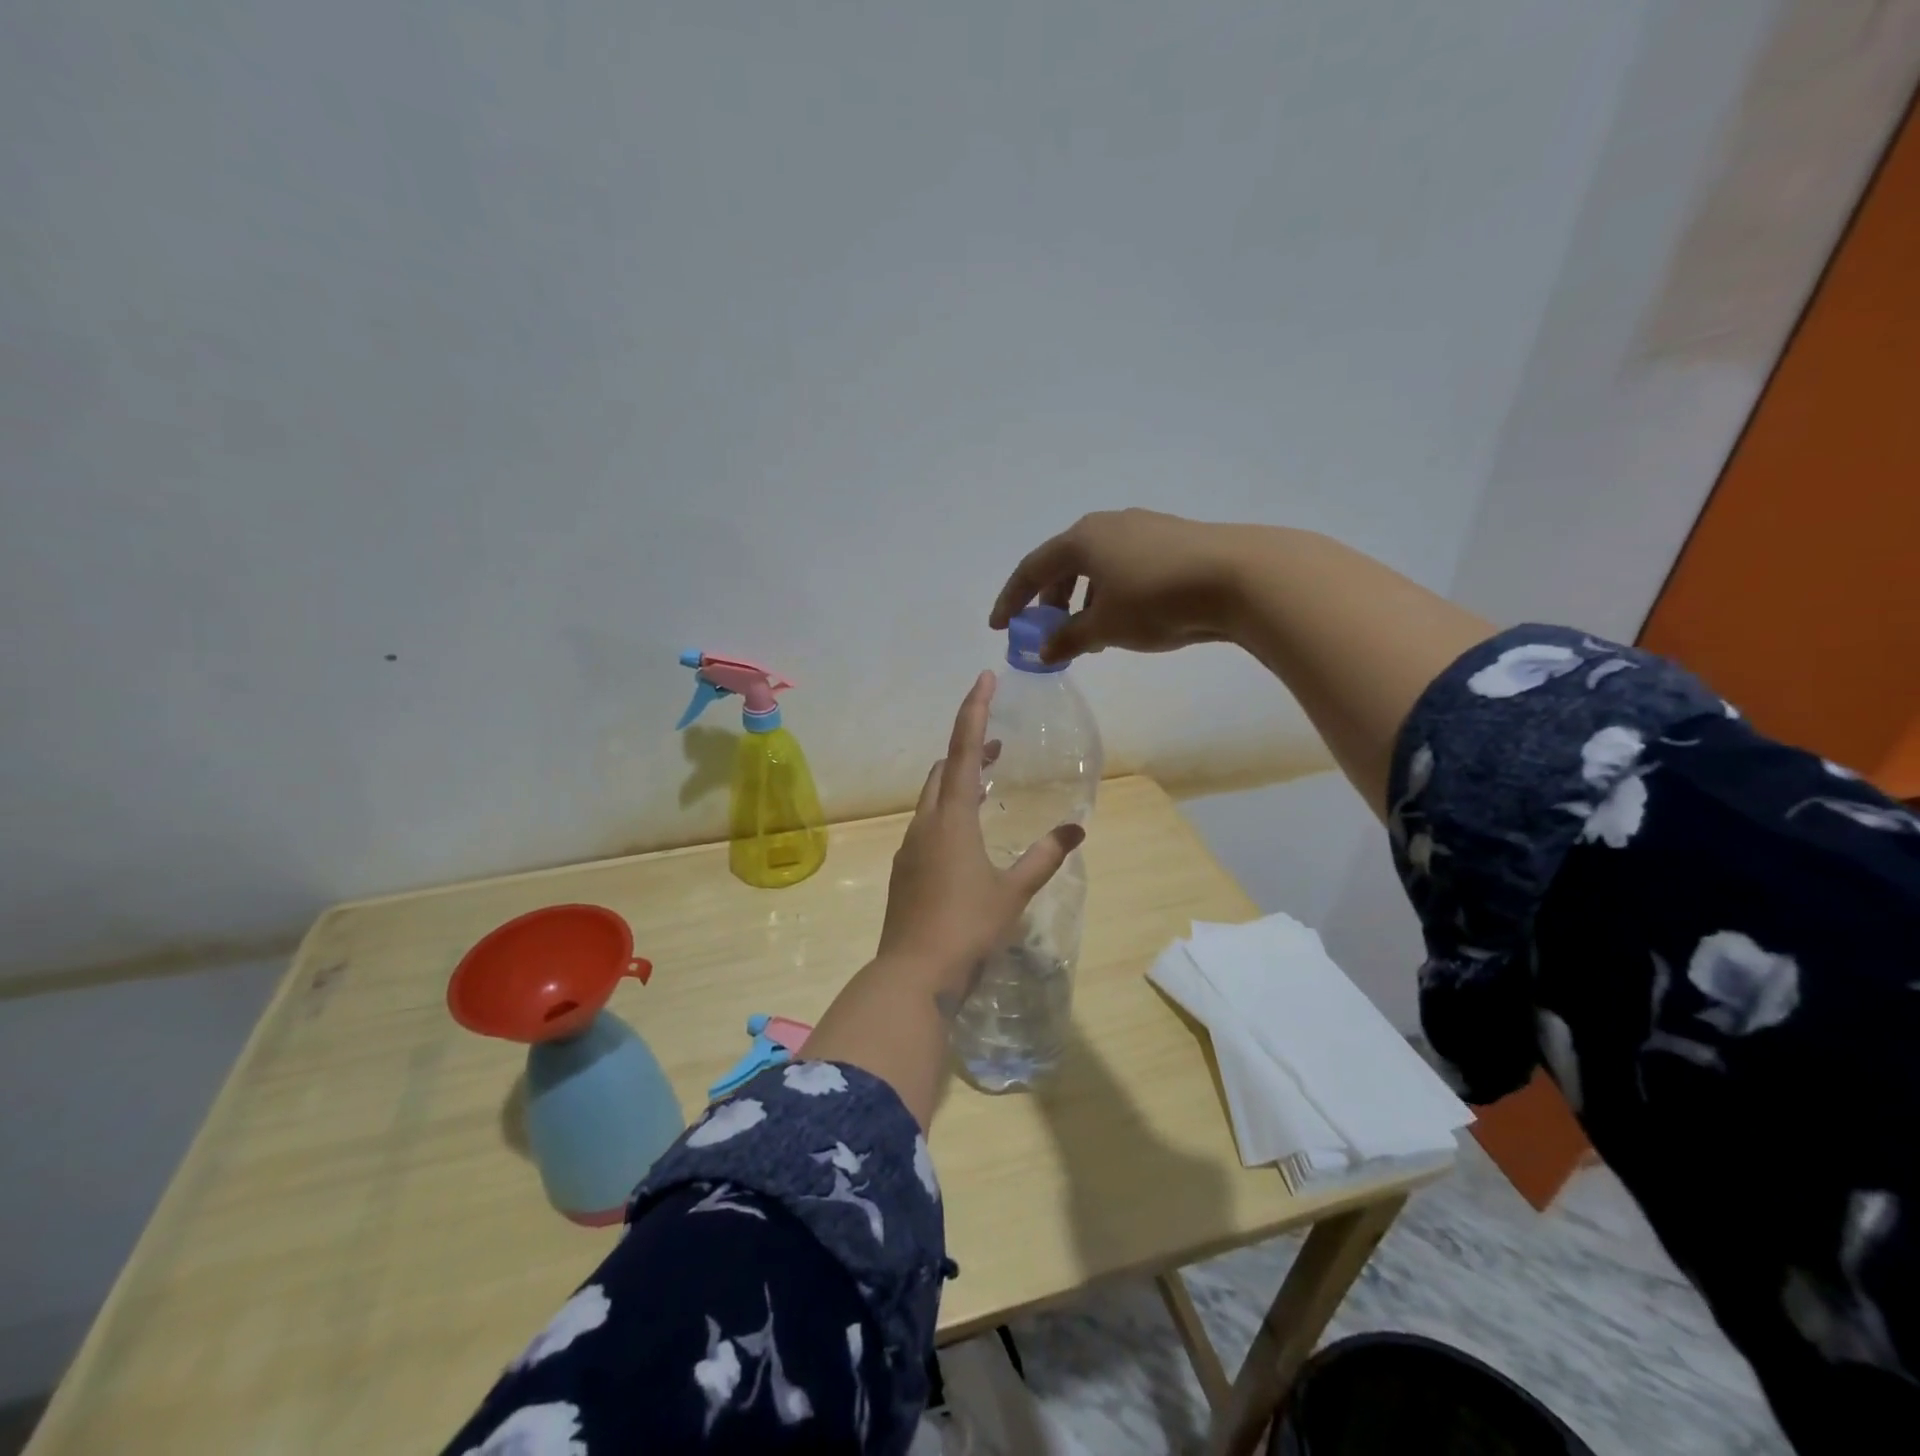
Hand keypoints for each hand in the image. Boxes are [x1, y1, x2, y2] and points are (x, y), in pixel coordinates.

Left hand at [876, 672, 1083, 985]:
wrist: (912, 974)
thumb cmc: (967, 927)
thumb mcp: (1014, 892)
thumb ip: (1044, 857)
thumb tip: (1076, 831)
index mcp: (952, 818)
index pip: (964, 751)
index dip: (975, 711)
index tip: (984, 678)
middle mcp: (926, 823)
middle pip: (944, 770)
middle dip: (970, 749)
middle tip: (1000, 746)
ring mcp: (910, 847)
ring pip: (933, 798)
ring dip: (959, 782)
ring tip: (990, 783)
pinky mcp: (905, 870)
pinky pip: (928, 825)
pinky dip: (949, 812)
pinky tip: (967, 837)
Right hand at [989, 508, 1246, 663]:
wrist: (1238, 577)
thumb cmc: (1156, 601)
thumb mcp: (1104, 627)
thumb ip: (1068, 639)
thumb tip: (1044, 651)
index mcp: (1081, 540)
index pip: (1032, 569)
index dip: (1011, 599)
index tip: (999, 626)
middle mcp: (1108, 525)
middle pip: (1064, 563)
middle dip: (1050, 599)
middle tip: (1046, 630)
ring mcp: (1143, 528)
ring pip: (1098, 565)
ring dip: (1083, 598)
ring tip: (1088, 632)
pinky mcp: (1172, 540)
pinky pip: (1125, 566)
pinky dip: (1112, 592)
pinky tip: (1125, 618)